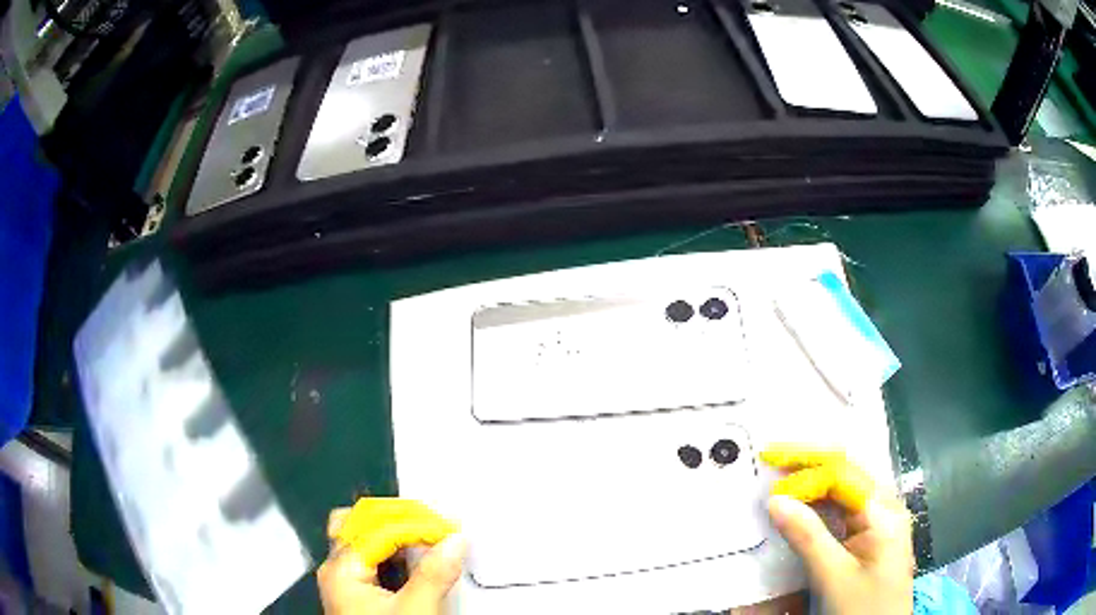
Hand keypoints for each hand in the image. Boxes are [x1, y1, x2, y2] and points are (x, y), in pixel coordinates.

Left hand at [318, 499, 465, 614]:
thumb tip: (456, 539)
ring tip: (427, 536)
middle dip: (396, 517)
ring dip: (394, 532)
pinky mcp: (356, 592)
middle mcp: (336, 568)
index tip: (448, 526)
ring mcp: (344, 579)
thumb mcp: (415, 610)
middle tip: (432, 524)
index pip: (376, 526)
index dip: (414, 522)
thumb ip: (434, 574)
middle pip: (358, 523)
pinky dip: (393, 550)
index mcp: (341, 568)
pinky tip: (414, 557)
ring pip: (363, 538)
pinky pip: (371, 557)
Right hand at [762, 445, 913, 614]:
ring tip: (782, 480)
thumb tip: (775, 499)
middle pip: (846, 475)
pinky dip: (820, 506)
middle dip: (810, 467)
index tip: (771, 465)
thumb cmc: (862, 606)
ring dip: (813, 485)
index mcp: (883, 511)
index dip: (806, 467)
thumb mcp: (833, 576)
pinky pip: (844, 511)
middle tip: (773, 463)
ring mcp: (880, 522)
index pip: (842, 474)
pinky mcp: (871, 537)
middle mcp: (884, 508)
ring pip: (844, 491)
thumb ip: (807, 537)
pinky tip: (803, 507)